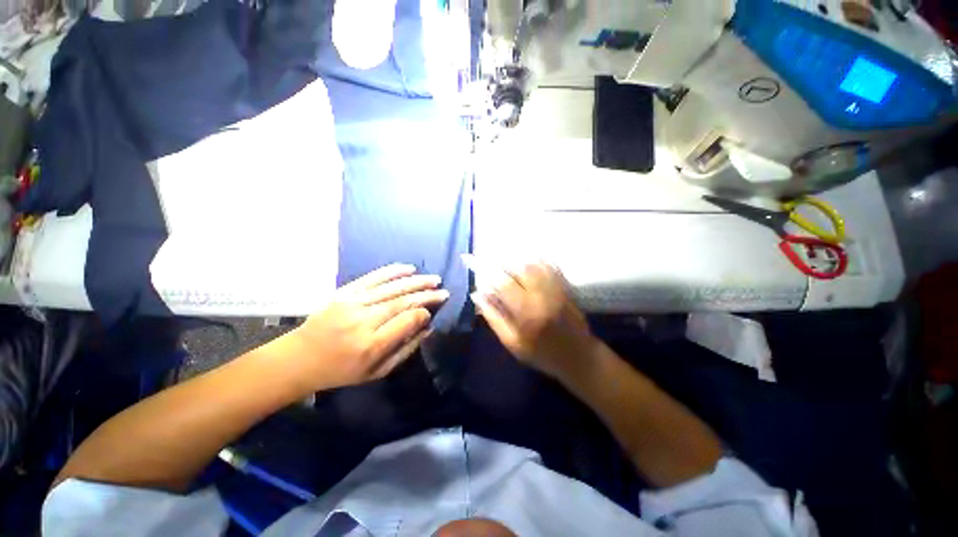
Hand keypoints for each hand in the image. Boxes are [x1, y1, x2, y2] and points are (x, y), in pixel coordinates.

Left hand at [288, 264, 448, 389]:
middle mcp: (363, 321)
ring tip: (434, 279)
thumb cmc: (340, 370)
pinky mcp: (344, 292)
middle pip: (403, 302)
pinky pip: (373, 278)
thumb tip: (427, 328)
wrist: (299, 358)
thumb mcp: (376, 372)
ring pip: (392, 288)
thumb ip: (406, 350)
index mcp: (371, 345)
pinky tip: (409, 268)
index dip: (424, 314)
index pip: (407, 321)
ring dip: (416, 281)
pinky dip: (393, 271)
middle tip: (443, 291)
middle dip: (427, 295)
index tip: (432, 312)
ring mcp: (352, 303)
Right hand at [472, 262, 597, 380]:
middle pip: (521, 267)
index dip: (489, 270)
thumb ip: (494, 318)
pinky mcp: (566, 287)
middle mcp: (542, 296)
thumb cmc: (541, 354)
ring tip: (507, 258)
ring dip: (519, 258)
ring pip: (536, 263)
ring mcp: (556, 289)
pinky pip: (551, 266)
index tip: (476, 263)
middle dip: (503, 260)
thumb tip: (478, 295)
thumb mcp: (512, 342)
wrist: (578, 357)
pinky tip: (528, 258)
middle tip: (491, 258)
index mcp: (526, 312)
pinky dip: (537, 259)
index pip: (504, 283)